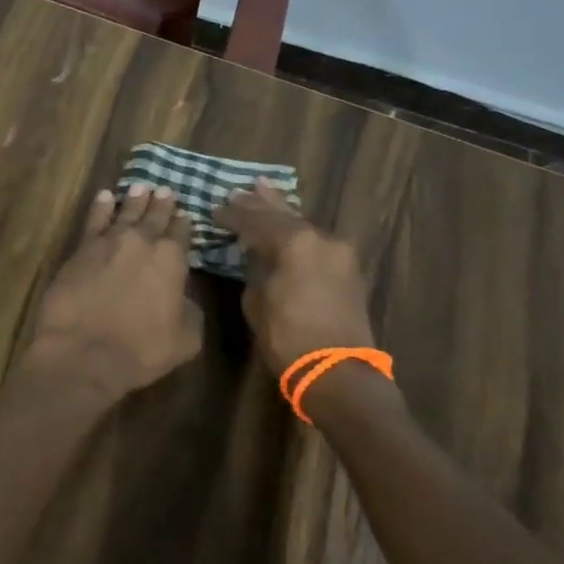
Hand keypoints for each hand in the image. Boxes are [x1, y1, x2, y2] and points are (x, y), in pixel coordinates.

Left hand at [23, 184, 203, 402]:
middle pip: (154, 217)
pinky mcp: (80, 250)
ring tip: (140, 187)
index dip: (184, 224)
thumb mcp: (186, 338)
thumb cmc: (141, 350)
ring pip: (125, 213)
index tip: (185, 215)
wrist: (84, 352)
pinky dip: (101, 207)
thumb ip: (190, 310)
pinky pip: (94, 220)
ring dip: (134, 200)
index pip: (181, 234)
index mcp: (171, 260)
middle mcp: (142, 242)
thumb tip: (183, 297)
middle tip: (165, 190)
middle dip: (161, 204)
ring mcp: (108, 243)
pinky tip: (104, 197)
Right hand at [213, 179, 375, 374]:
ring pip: (304, 225)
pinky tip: (288, 226)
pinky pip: (317, 241)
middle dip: (259, 203)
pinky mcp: (348, 270)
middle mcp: (321, 239)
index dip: (233, 216)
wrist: (338, 372)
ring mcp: (339, 253)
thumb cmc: (288, 338)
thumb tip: (257, 255)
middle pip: (284, 215)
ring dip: (282, 212)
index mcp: (295, 242)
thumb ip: (256, 269)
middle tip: (240, 191)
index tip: (215, 210)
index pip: (256, 221)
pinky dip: (298, 232)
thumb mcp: (257, 301)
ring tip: (264, 190)